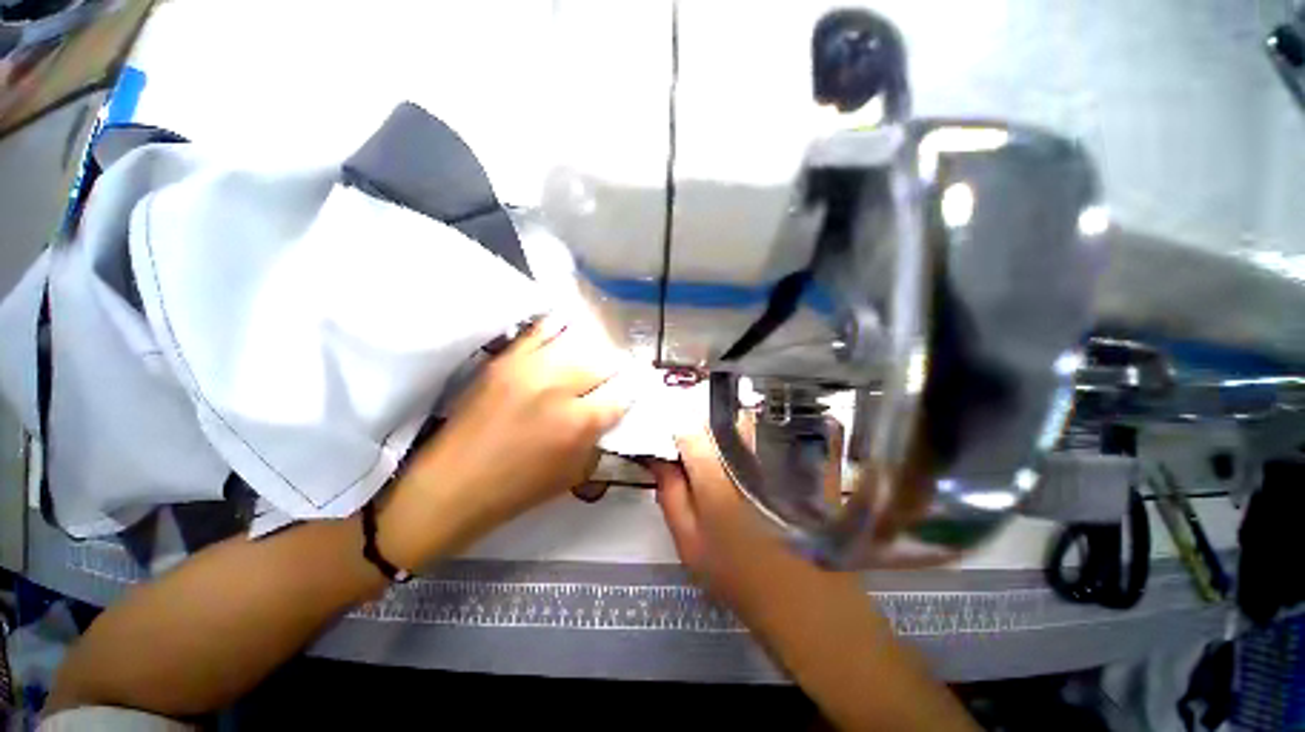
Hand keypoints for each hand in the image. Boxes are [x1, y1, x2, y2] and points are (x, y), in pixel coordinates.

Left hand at [379, 319, 628, 567]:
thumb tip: (612, 413)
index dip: (633, 390)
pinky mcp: (506, 359)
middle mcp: (561, 388)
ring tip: (595, 352)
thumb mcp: (574, 474)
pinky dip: (560, 326)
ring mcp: (531, 368)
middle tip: (616, 372)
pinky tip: (569, 326)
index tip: (635, 387)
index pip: (622, 394)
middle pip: (604, 362)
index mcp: (580, 424)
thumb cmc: (518, 490)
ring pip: (579, 342)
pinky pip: (541, 330)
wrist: (452, 485)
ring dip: (593, 348)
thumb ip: (599, 439)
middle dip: (615, 369)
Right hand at [648, 428, 853, 624]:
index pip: (689, 432)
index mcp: (716, 482)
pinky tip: (754, 454)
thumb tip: (659, 458)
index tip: (671, 440)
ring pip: (749, 421)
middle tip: (697, 446)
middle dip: (702, 425)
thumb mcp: (690, 544)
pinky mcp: (805, 463)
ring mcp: (782, 458)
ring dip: (729, 427)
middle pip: (720, 419)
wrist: (808, 603)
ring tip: (724, 450)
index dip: (676, 430)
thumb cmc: (739, 577)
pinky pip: (777, 431)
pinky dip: (760, 433)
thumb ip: (671, 495)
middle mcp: (750, 460)